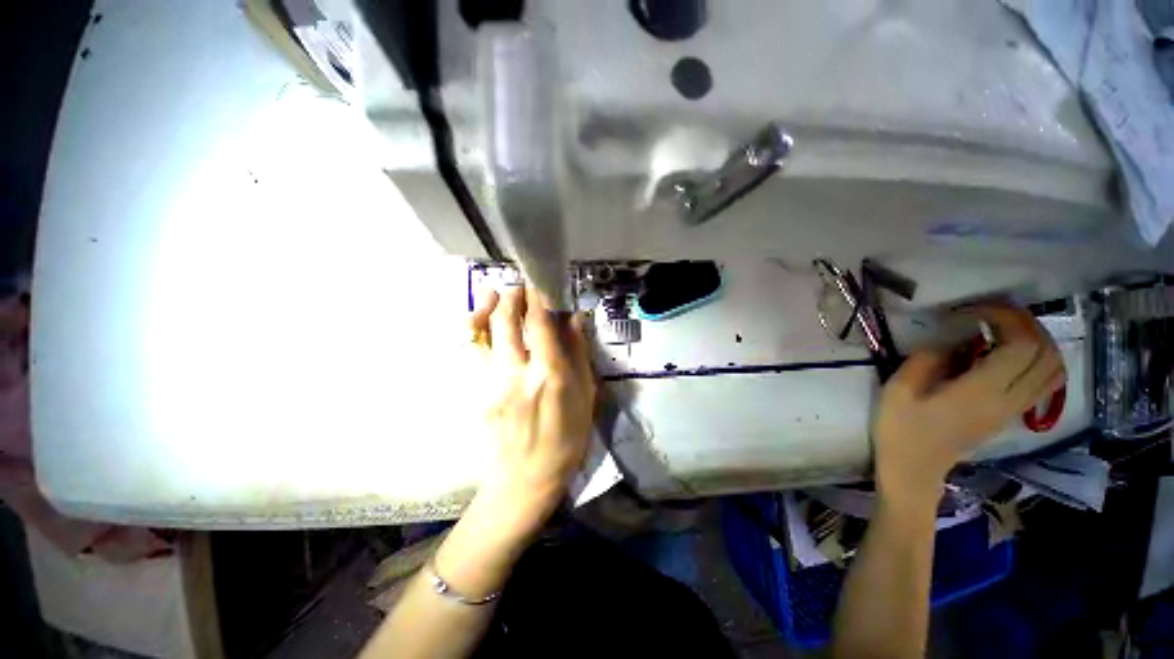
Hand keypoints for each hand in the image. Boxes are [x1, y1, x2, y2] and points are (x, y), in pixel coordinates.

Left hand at [467, 286, 596, 542]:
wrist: (525, 478)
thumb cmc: (566, 439)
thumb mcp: (585, 397)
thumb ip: (579, 354)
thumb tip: (574, 319)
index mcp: (550, 374)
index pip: (540, 322)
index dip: (537, 296)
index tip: (538, 283)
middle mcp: (518, 372)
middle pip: (506, 320)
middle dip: (510, 295)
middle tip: (518, 286)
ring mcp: (492, 381)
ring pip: (481, 332)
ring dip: (487, 306)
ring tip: (493, 293)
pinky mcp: (477, 391)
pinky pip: (472, 351)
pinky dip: (474, 330)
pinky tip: (481, 322)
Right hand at [873, 305, 1065, 505]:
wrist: (915, 469)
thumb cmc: (901, 430)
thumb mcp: (898, 391)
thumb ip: (927, 360)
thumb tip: (953, 340)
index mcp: (982, 393)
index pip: (1020, 345)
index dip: (1005, 318)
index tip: (973, 310)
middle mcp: (1009, 400)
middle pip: (1045, 352)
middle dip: (1024, 323)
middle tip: (991, 313)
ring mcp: (1014, 409)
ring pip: (1054, 368)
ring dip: (1037, 340)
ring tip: (1004, 329)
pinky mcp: (1011, 414)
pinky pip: (1045, 381)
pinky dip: (1038, 359)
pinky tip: (1009, 353)